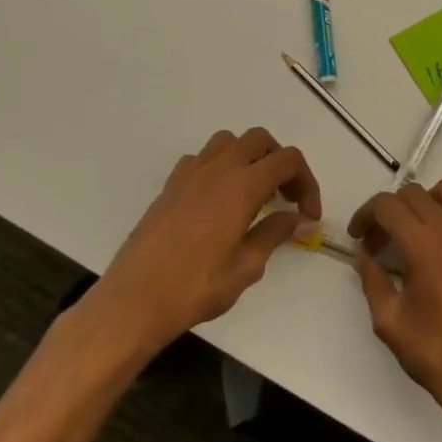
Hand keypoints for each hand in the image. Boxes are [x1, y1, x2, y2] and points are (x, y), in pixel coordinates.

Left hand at [93, 127, 321, 353]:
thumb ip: (274, 233)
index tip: (308, 214)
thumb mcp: (246, 267)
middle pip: (260, 140)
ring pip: (228, 142)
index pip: (288, 160)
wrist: (134, 300)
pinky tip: (218, 201)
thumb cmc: (195, 287)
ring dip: (248, 158)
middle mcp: (217, 169)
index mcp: (242, 186)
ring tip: (254, 192)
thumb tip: (299, 218)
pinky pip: (201, 160)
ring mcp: (189, 174)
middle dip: (280, 162)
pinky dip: (218, 168)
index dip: (307, 181)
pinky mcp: (170, 187)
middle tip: (285, 197)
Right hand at [349, 179, 441, 438]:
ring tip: (419, 231)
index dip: (366, 214)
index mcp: (422, 245)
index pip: (388, 205)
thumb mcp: (389, 322)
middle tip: (381, 243)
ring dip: (429, 202)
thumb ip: (373, 282)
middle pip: (415, 194)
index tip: (358, 237)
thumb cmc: (435, 354)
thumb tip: (364, 258)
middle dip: (391, 211)